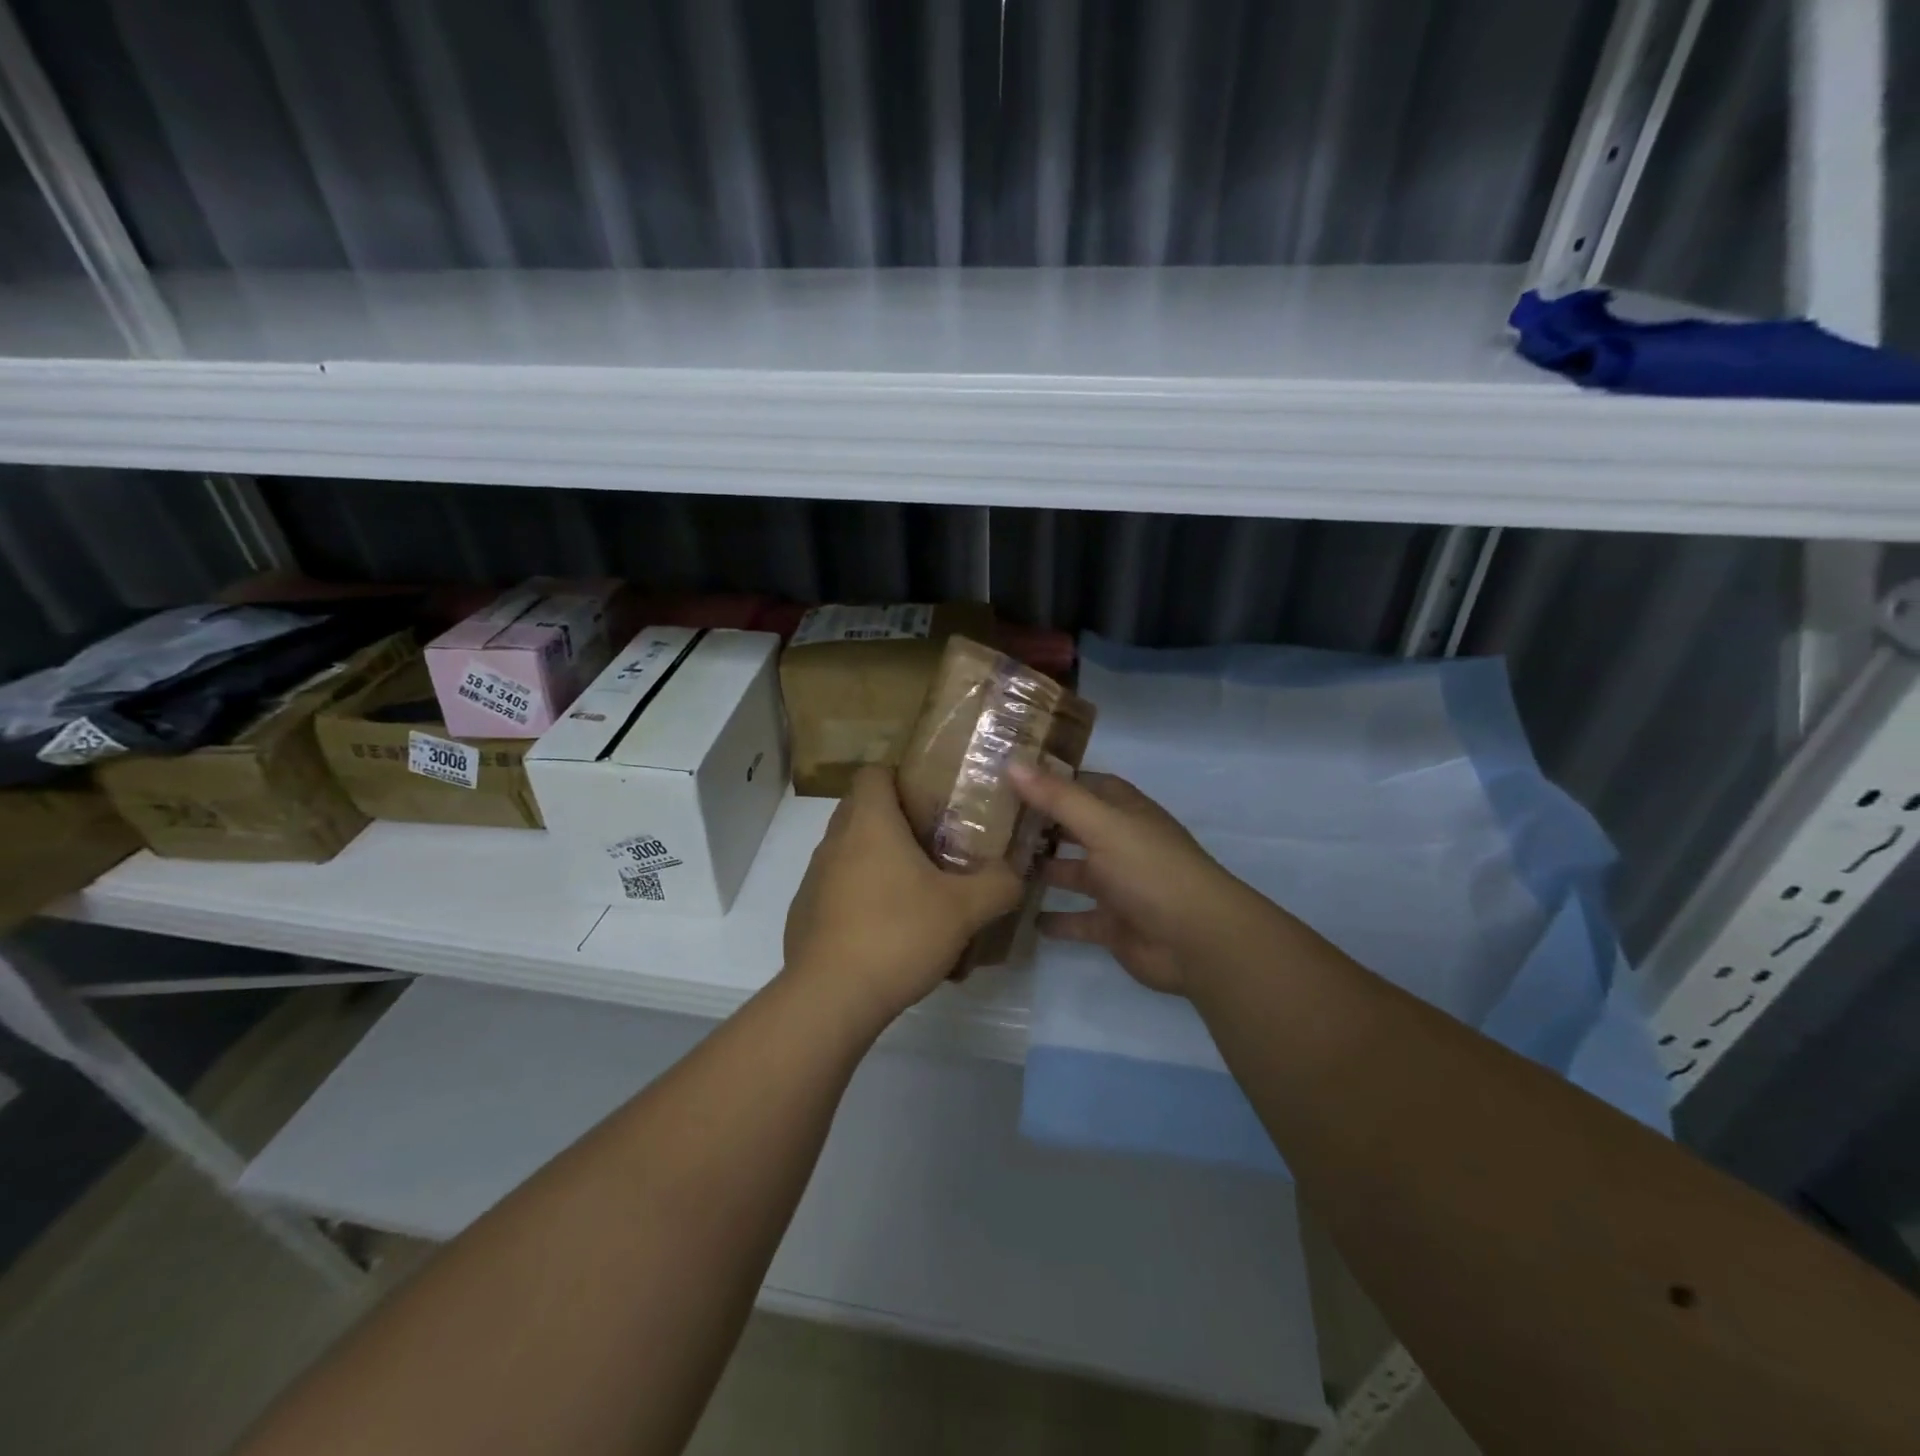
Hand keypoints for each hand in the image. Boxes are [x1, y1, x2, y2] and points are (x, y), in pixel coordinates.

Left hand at [783, 767, 1022, 1026]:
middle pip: (862, 810)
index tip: (932, 800)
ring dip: (879, 861)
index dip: (902, 777)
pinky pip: (837, 888)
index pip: (874, 772)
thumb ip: (998, 884)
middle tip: (936, 844)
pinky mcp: (805, 913)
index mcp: (869, 822)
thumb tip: (1015, 874)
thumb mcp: (964, 909)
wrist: (829, 998)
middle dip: (896, 821)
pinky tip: (888, 930)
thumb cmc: (897, 934)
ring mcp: (814, 878)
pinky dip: (861, 896)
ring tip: (917, 891)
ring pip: (850, 851)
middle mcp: (834, 840)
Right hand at [1009, 765, 1257, 995]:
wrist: (1197, 941)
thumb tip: (1011, 763)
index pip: (1085, 786)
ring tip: (997, 867)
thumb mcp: (1102, 825)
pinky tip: (1023, 916)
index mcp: (1124, 813)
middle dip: (1040, 825)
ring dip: (1043, 871)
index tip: (1010, 776)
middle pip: (1075, 828)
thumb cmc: (1150, 870)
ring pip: (1072, 873)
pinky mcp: (1113, 925)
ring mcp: (1117, 886)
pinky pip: (1077, 920)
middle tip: (991, 822)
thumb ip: (1057, 797)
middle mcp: (1120, 844)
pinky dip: (1055, 920)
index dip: (1052, 780)